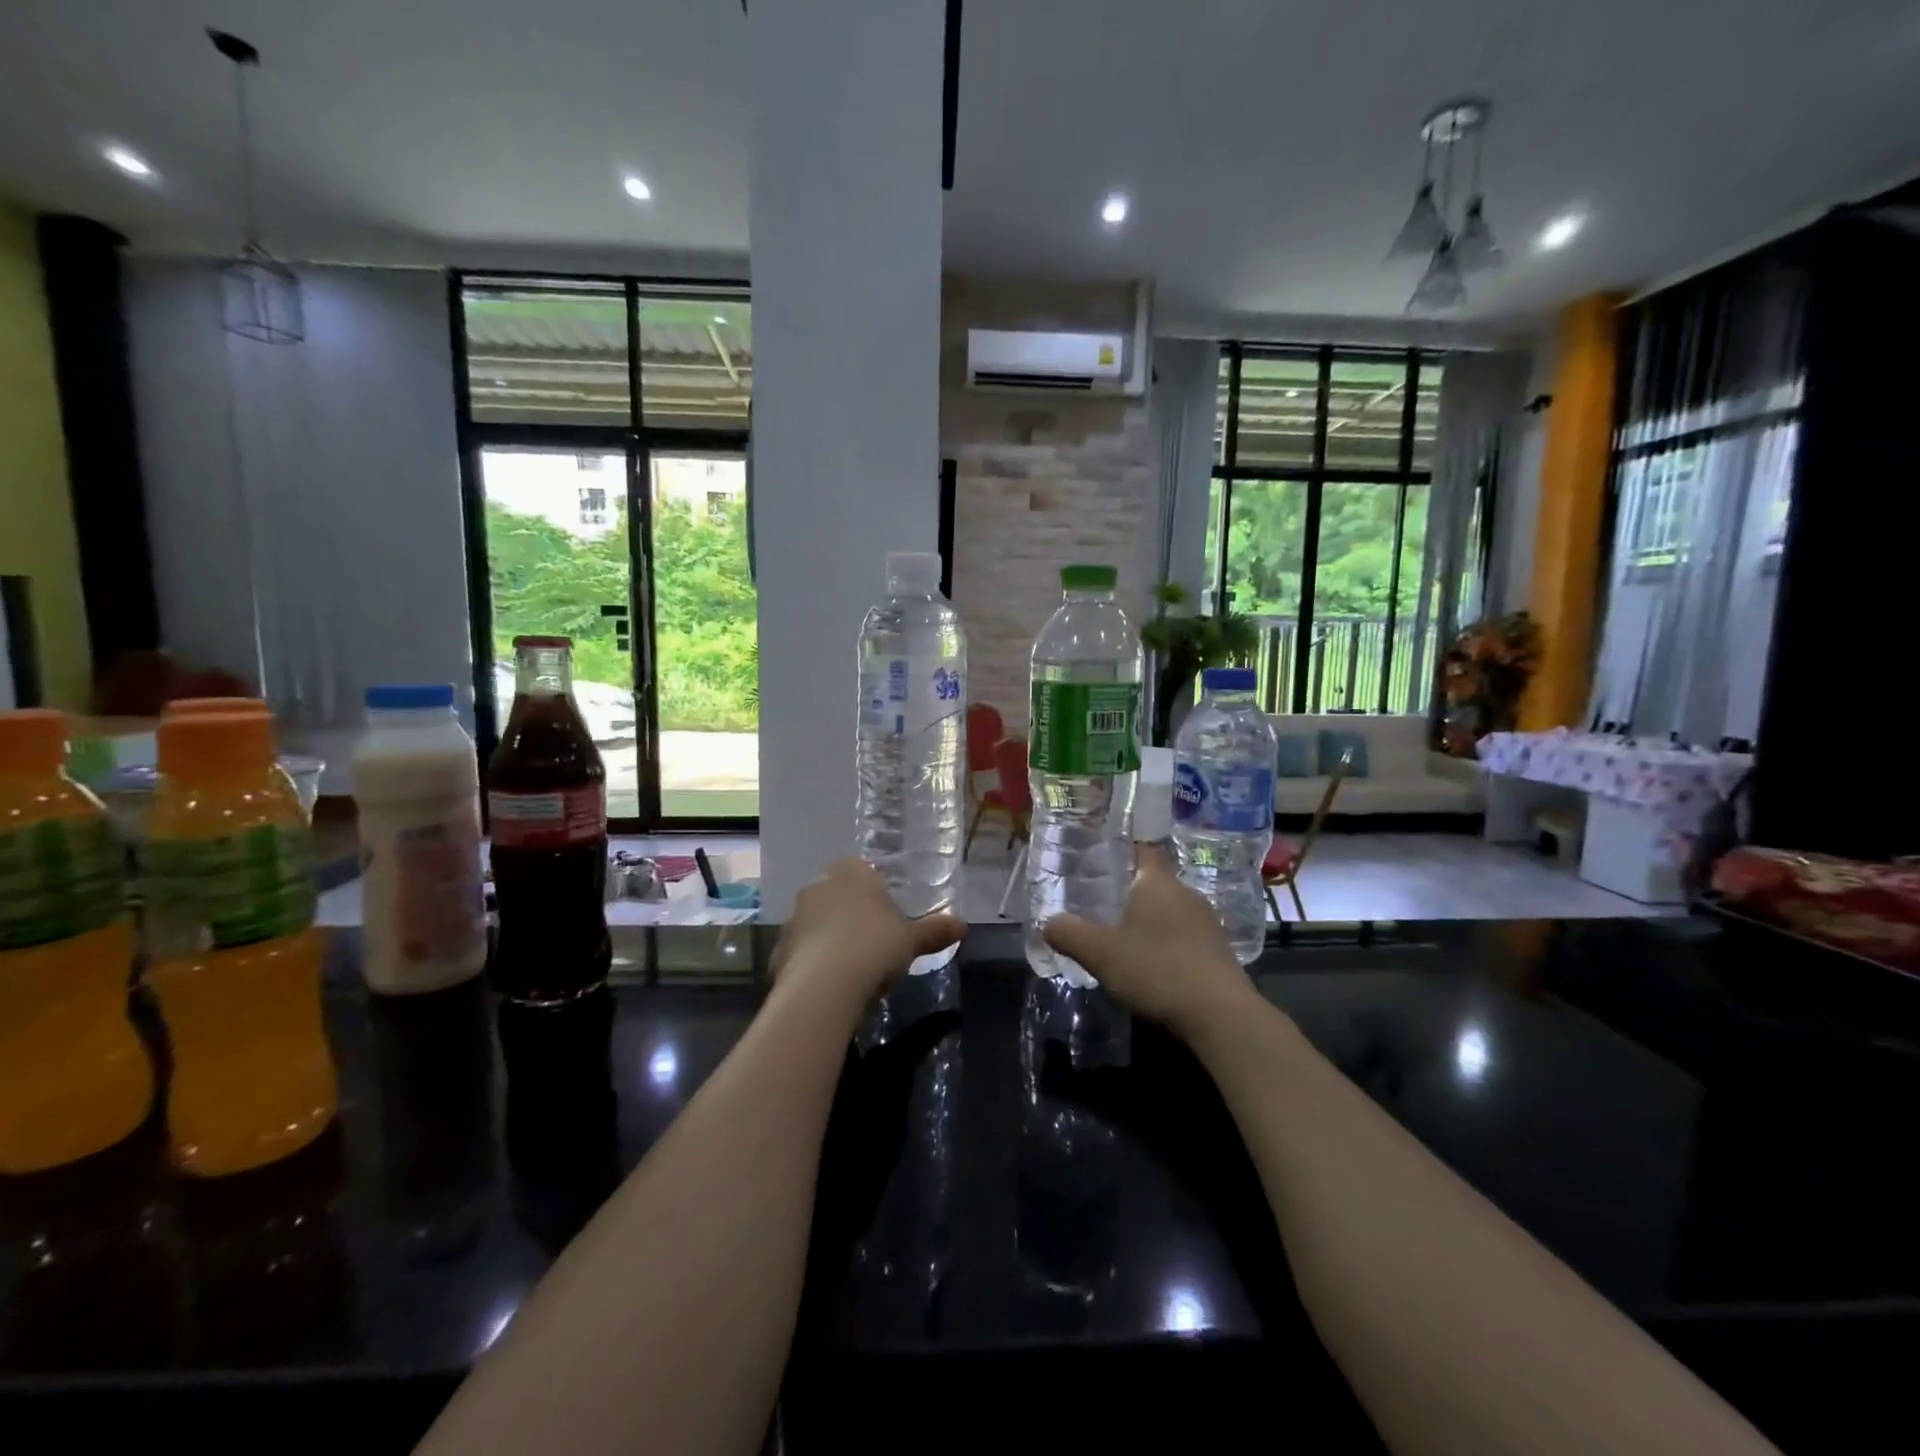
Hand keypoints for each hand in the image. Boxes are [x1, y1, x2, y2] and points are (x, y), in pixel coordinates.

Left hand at [770, 858, 964, 1001]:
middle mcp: (818, 887)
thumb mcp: (912, 940)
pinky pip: (801, 951)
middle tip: (872, 940)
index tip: (887, 913)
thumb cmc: (875, 947)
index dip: (874, 890)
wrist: (824, 986)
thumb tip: (963, 925)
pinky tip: (828, 986)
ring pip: (816, 922)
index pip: (862, 870)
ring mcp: (794, 917)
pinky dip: (812, 963)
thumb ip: (935, 930)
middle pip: (837, 894)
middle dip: (850, 913)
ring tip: (850, 967)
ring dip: (828, 937)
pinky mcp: (778, 949)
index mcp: (852, 873)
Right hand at [1042, 843, 1258, 1038]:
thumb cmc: (1156, 970)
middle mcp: (1187, 894)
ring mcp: (1208, 924)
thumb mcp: (1101, 953)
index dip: (1124, 851)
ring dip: (1151, 921)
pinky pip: (1186, 937)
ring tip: (1125, 938)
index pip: (1144, 850)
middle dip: (1132, 892)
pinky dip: (1169, 944)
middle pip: (1156, 883)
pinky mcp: (1220, 953)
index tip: (1103, 860)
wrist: (1220, 1015)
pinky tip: (1154, 966)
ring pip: (1172, 911)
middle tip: (1103, 905)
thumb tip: (1047, 923)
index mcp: (1158, 883)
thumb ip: (1070, 934)